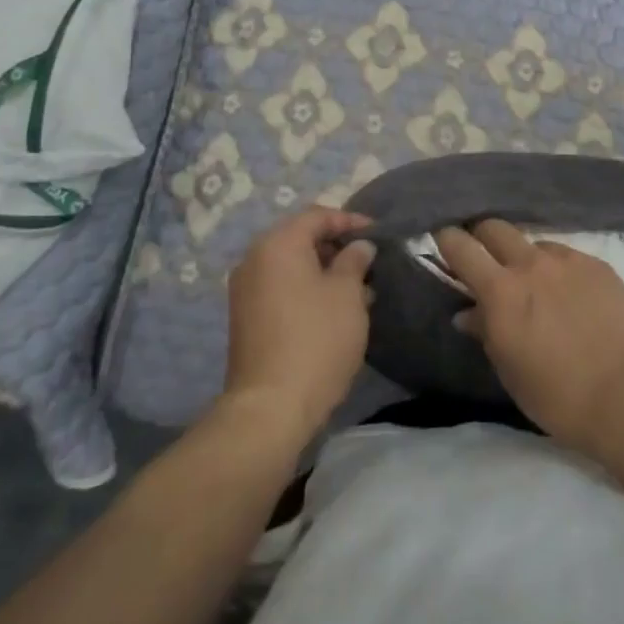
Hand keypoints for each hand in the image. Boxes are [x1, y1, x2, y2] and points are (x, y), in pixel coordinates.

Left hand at [224, 207, 375, 442]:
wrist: (270, 408)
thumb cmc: (316, 339)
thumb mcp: (347, 294)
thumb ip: (355, 261)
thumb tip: (358, 246)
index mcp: (278, 244)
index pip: (317, 216)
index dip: (350, 221)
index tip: (378, 234)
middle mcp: (254, 259)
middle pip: (300, 238)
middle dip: (336, 247)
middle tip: (368, 262)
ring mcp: (245, 290)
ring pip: (291, 266)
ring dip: (323, 271)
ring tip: (357, 289)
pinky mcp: (245, 318)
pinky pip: (280, 288)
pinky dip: (306, 290)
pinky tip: (332, 310)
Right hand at [435, 220, 623, 453]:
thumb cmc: (558, 396)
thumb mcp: (510, 370)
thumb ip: (486, 332)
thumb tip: (468, 312)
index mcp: (500, 291)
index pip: (461, 246)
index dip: (446, 239)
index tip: (442, 242)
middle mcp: (530, 264)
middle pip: (495, 227)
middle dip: (483, 236)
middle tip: (484, 258)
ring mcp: (568, 260)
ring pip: (534, 242)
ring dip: (525, 256)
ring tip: (536, 284)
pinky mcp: (598, 265)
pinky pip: (567, 256)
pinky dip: (559, 269)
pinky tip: (571, 295)